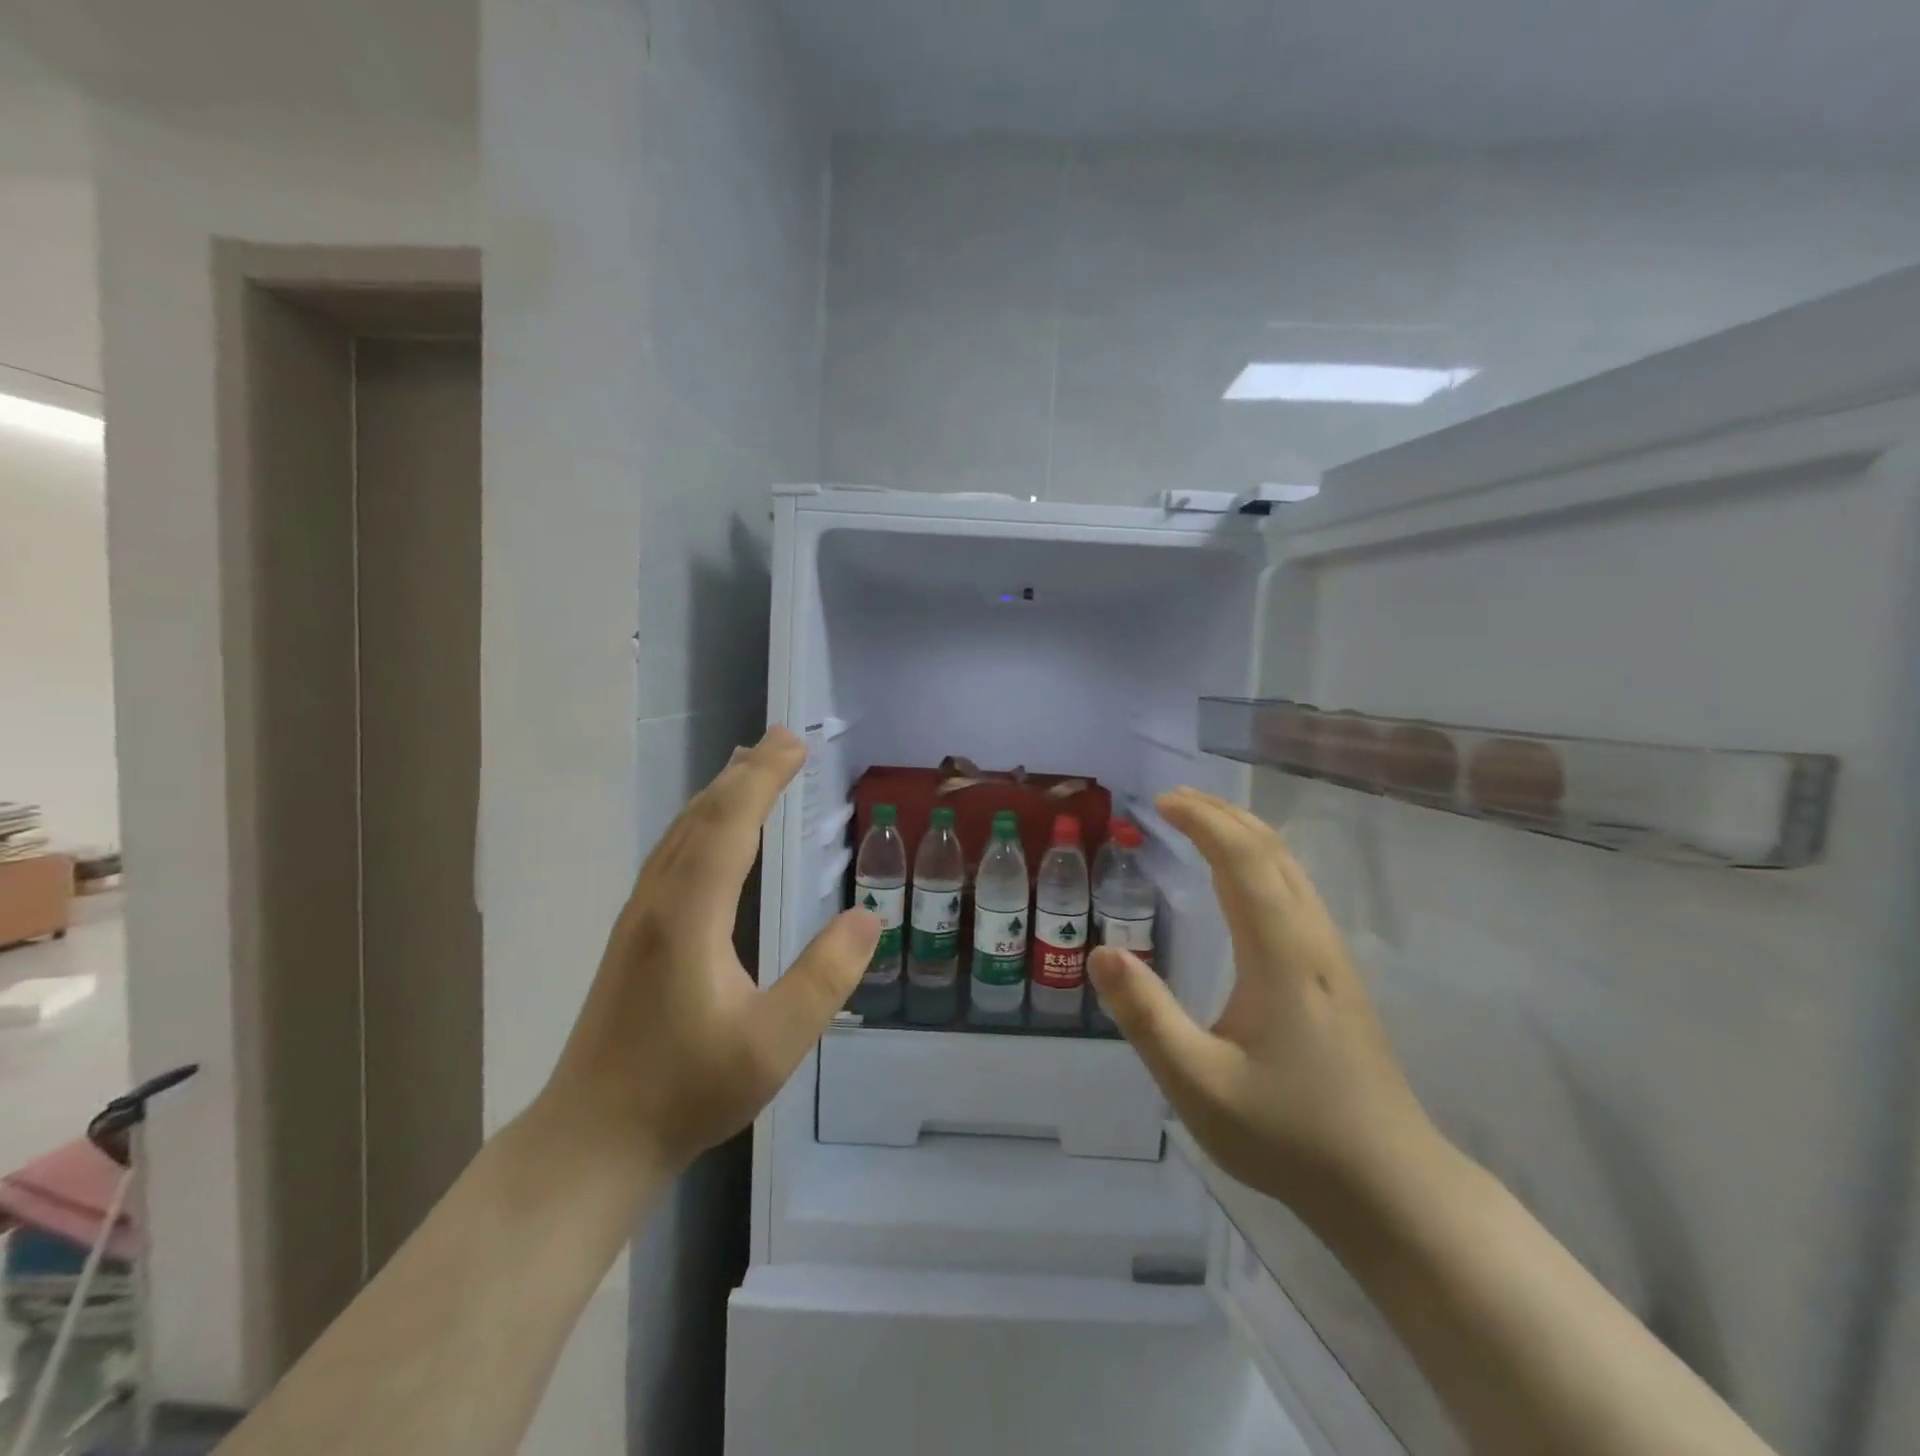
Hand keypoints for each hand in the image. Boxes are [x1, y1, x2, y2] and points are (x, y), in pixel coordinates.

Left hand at [541, 727, 879, 1173]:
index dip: (763, 778)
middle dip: (744, 772)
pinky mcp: (633, 935)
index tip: (796, 744)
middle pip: (701, 816)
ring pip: (680, 833)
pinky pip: (672, 854)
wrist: (590, 1138)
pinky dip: (701, 822)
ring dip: (719, 793)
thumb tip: (868, 917)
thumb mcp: (773, 1044)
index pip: (730, 824)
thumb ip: (824, 978)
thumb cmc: (685, 1092)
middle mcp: (658, 901)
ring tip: (751, 767)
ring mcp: (639, 917)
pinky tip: (712, 833)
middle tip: (784, 740)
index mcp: (689, 916)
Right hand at [1088, 788, 1434, 1209]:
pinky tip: (1241, 884)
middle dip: (1222, 814)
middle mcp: (1311, 941)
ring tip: (1201, 825)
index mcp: (1281, 954)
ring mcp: (1331, 958)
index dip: (1203, 820)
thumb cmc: (1290, 1135)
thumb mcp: (1198, 1084)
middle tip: (1172, 801)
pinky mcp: (1336, 978)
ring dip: (1244, 835)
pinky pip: (1295, 893)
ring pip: (1290, 870)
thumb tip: (1099, 951)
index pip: (1243, 859)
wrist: (1392, 1187)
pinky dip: (1260, 863)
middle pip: (1272, 851)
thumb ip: (1146, 1016)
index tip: (1159, 803)